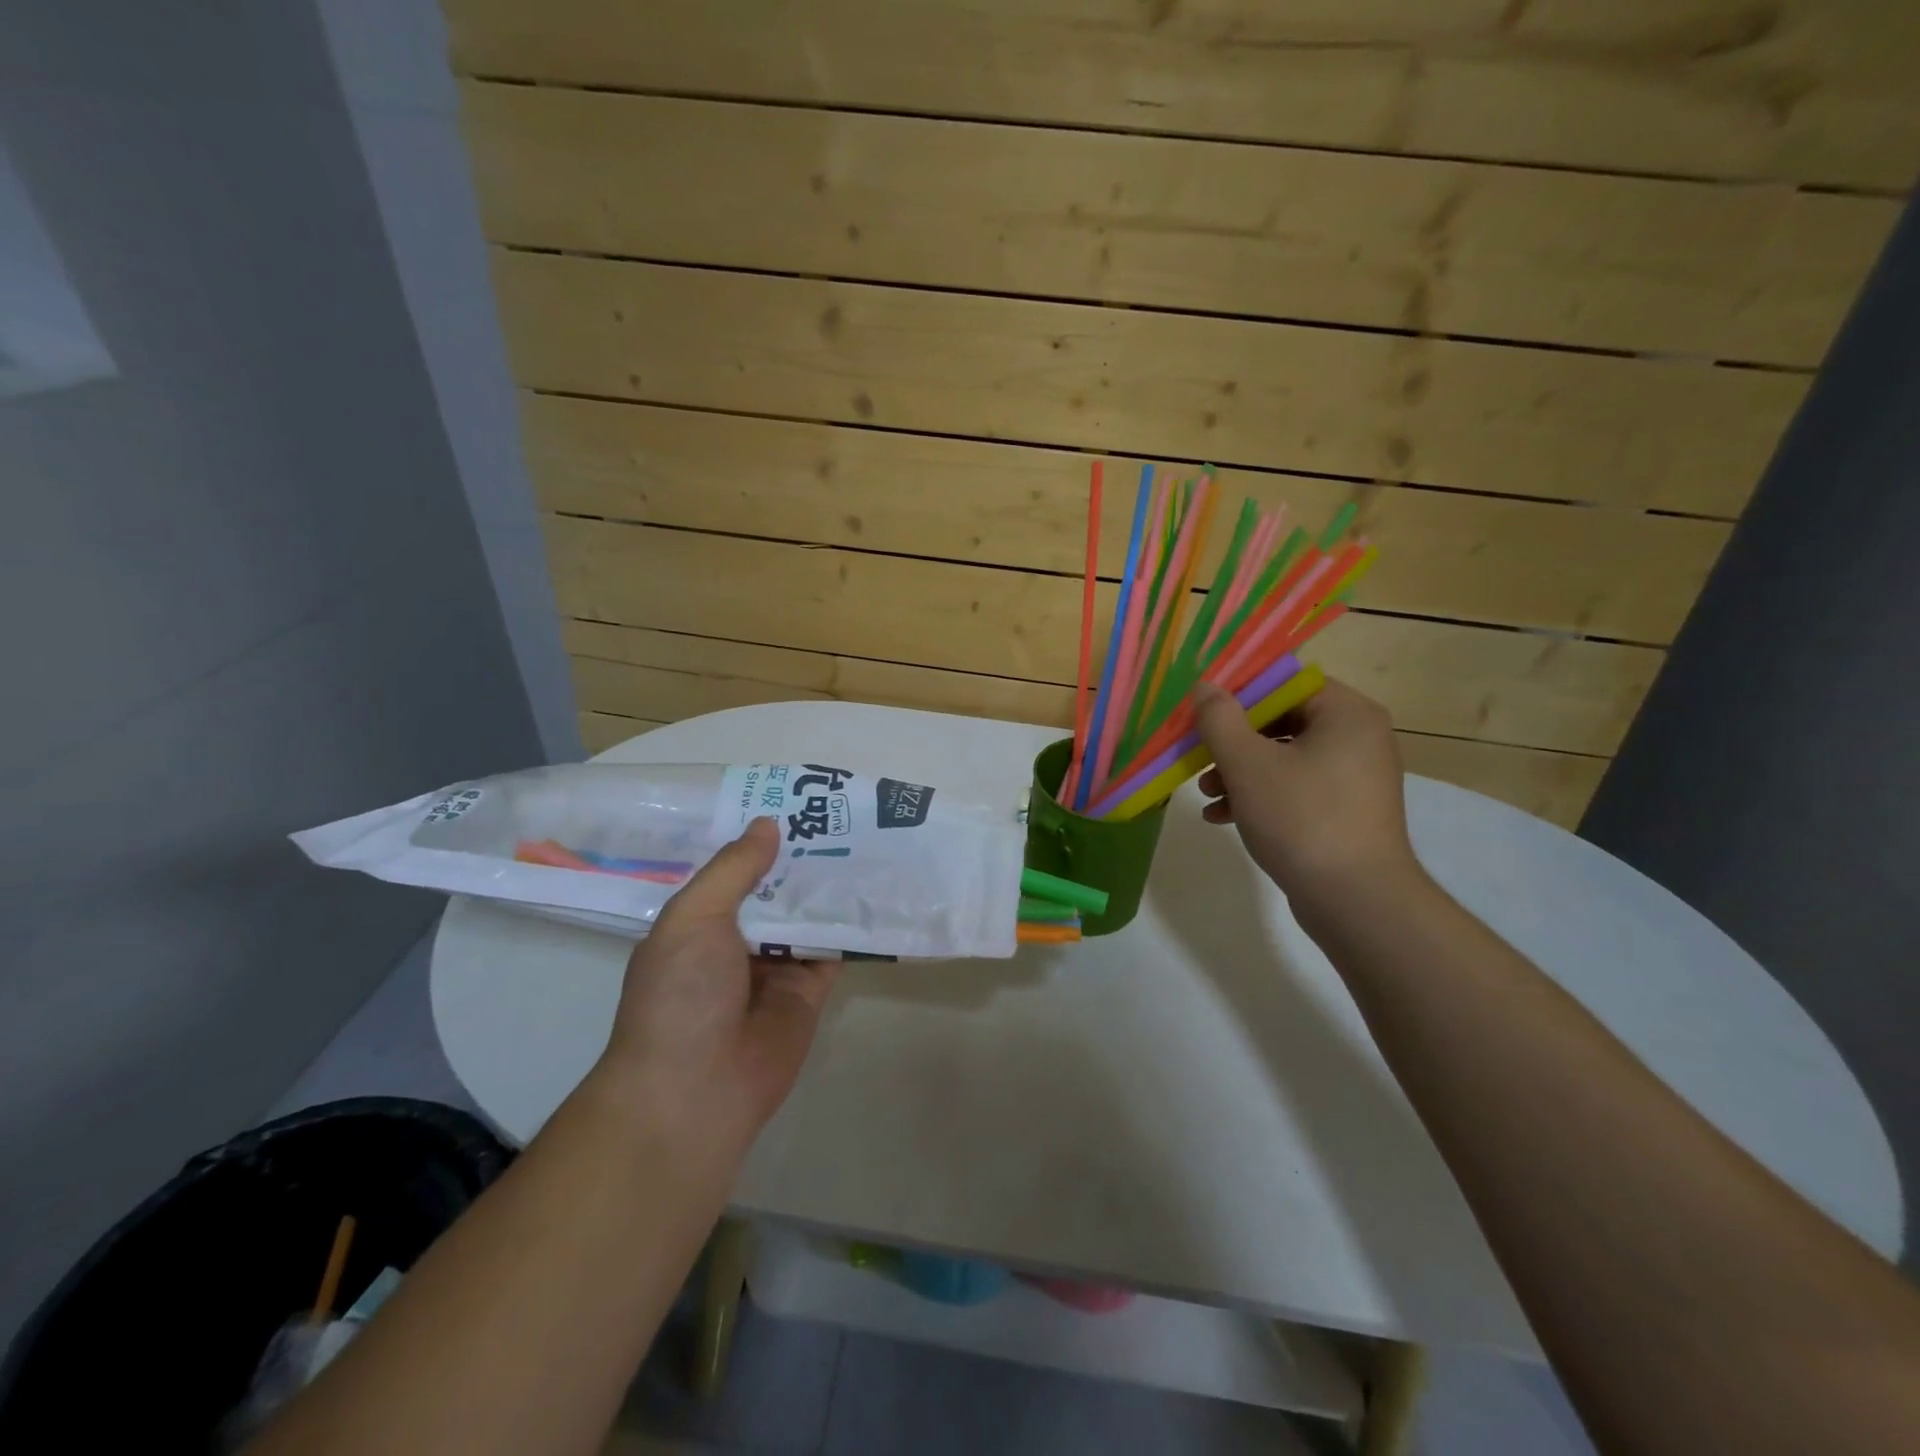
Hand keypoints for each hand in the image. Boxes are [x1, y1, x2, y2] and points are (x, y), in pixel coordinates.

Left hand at [597, 818, 838, 1147]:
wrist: (696, 1090)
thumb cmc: (681, 994)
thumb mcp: (695, 917)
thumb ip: (734, 870)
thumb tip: (768, 825)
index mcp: (700, 922)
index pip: (735, 871)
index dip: (762, 840)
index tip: (796, 804)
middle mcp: (738, 941)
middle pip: (778, 891)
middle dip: (804, 859)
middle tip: (846, 816)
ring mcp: (775, 967)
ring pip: (809, 916)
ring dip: (831, 887)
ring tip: (870, 842)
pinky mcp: (810, 991)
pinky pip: (834, 950)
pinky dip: (852, 926)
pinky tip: (879, 891)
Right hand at [1192, 677, 1419, 907]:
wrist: (1355, 900)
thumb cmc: (1301, 818)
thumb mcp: (1247, 764)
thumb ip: (1220, 719)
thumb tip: (1204, 686)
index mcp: (1346, 713)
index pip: (1286, 683)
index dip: (1240, 694)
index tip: (1204, 713)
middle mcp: (1359, 737)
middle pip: (1282, 721)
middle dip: (1234, 741)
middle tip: (1199, 756)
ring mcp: (1355, 777)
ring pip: (1284, 758)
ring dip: (1240, 771)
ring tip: (1206, 794)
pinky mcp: (1345, 811)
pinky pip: (1296, 788)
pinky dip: (1260, 796)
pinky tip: (1223, 817)